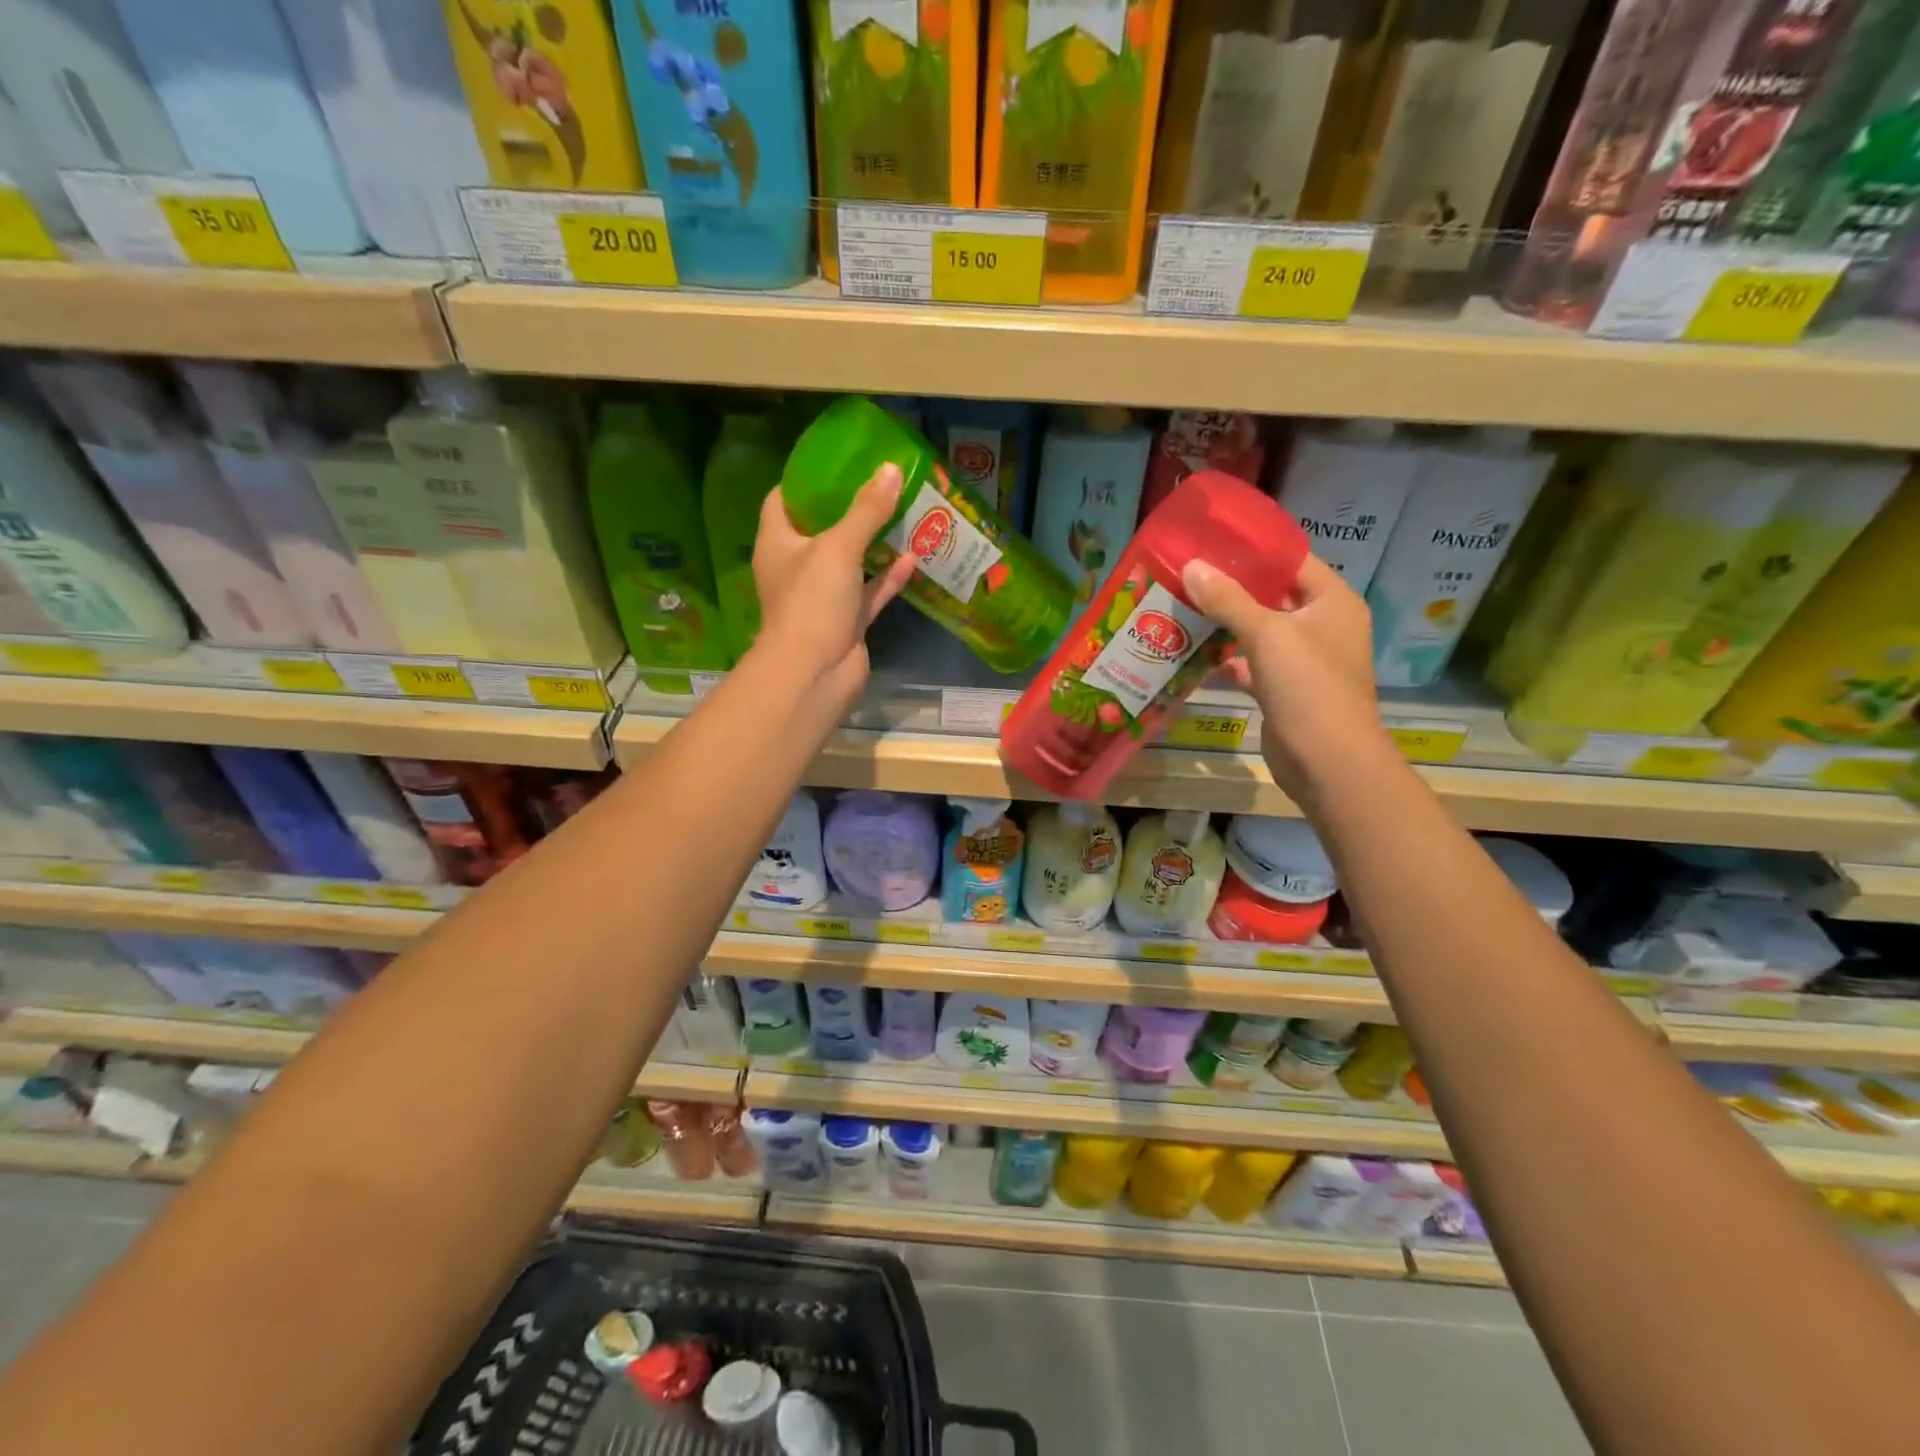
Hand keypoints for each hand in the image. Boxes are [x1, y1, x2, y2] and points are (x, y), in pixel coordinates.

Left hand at [751, 463, 916, 707]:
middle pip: (821, 529)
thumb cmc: (812, 601)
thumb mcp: (839, 547)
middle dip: (849, 508)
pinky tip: (913, 556)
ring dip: (873, 542)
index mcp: (778, 543)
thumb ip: (866, 510)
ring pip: (850, 562)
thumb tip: (891, 469)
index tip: (836, 461)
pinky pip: (869, 592)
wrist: (815, 673)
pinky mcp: (847, 621)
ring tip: (901, 512)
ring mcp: (823, 597)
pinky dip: (888, 577)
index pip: (783, 500)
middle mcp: (797, 567)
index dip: (806, 480)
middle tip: (879, 482)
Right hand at [1181, 554, 1383, 798]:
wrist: (1327, 761)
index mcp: (1332, 601)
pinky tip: (1194, 650)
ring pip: (1260, 630)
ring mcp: (1304, 660)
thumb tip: (1191, 566)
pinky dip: (1228, 657)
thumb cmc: (1307, 686)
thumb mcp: (1267, 634)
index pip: (1292, 560)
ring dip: (1226, 622)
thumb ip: (1228, 600)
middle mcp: (1322, 625)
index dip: (1254, 549)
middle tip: (1188, 572)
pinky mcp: (1284, 689)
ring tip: (1183, 604)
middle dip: (1232, 586)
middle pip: (1273, 594)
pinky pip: (1253, 662)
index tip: (1212, 540)